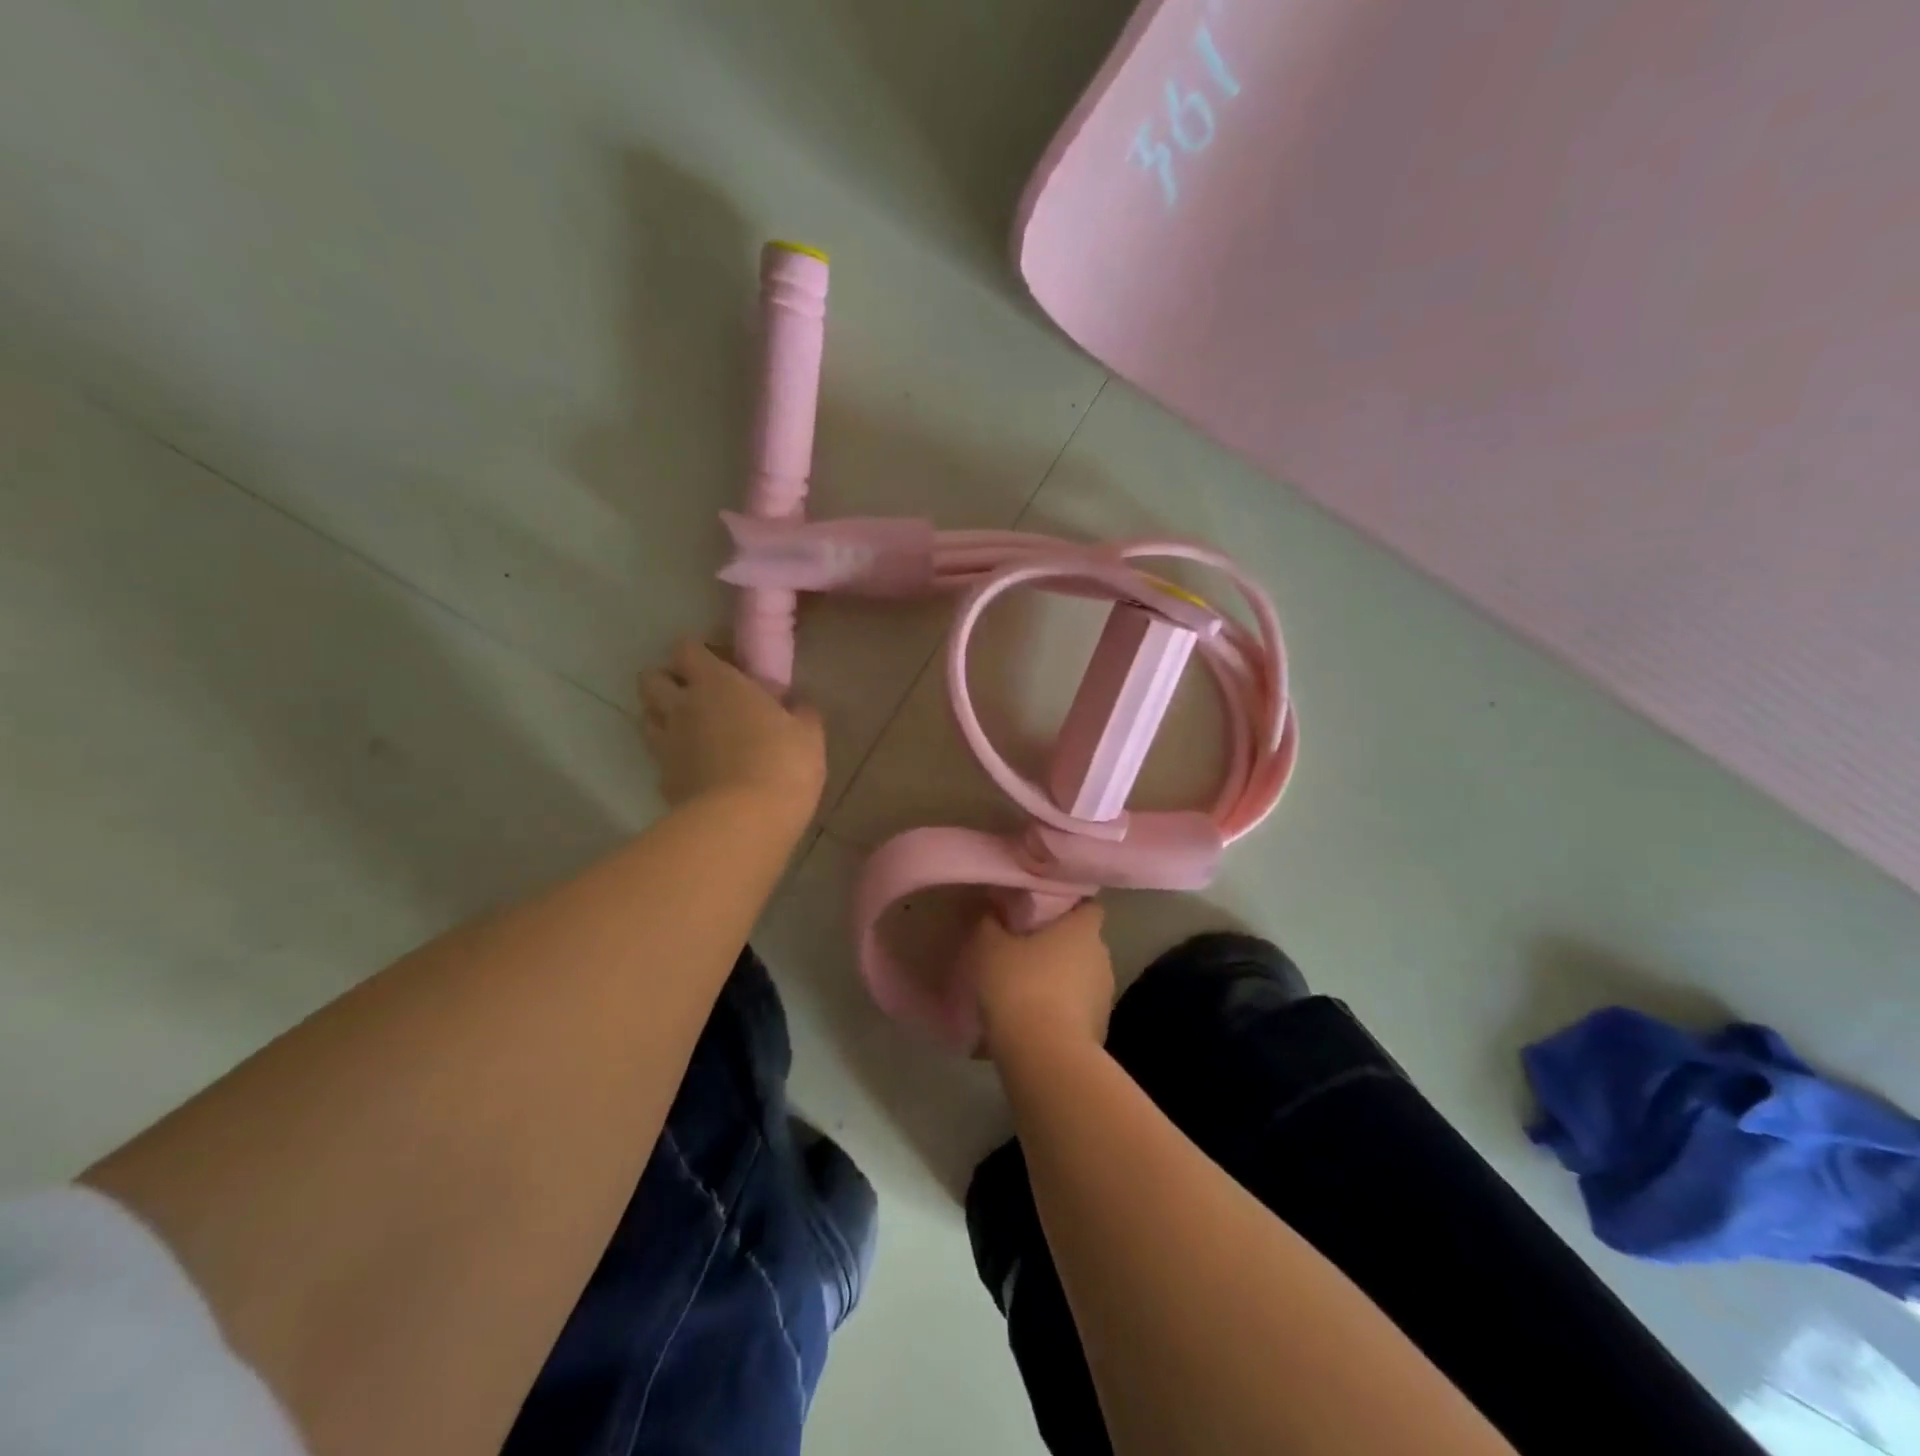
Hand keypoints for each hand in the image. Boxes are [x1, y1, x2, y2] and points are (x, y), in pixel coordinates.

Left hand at [639, 639, 825, 828]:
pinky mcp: (663, 781)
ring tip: (693, 729)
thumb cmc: (781, 764)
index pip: (686, 648)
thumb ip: (800, 712)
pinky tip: (697, 769)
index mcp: (716, 683)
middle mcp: (682, 707)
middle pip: (651, 679)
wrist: (743, 822)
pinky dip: (673, 758)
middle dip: (668, 680)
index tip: (722, 666)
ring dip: (663, 716)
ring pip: (647, 717)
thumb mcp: (808, 735)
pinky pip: (660, 759)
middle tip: (698, 694)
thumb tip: (795, 705)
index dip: (699, 653)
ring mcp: (666, 745)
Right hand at [963, 903, 1115, 1062]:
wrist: (1045, 1056)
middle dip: (1060, 944)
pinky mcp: (1101, 1030)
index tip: (1045, 909)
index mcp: (1082, 929)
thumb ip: (990, 922)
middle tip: (1027, 947)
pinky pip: (1078, 1010)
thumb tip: (993, 908)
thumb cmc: (1020, 987)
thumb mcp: (989, 947)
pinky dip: (1062, 1011)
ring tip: (1028, 987)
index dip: (1070, 904)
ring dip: (1061, 980)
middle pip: (1083, 942)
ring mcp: (1105, 995)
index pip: (1088, 905)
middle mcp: (1102, 956)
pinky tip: (1035, 1020)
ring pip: (1082, 977)